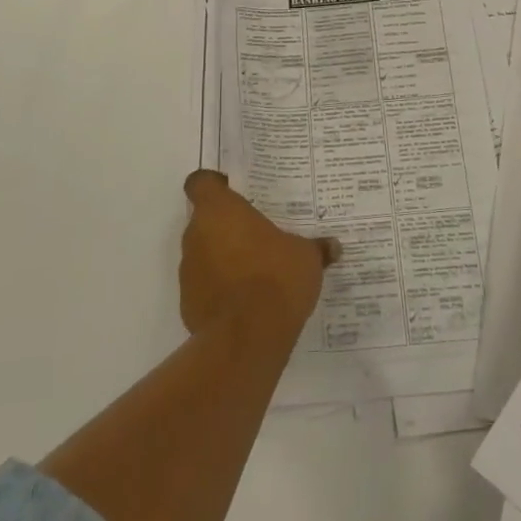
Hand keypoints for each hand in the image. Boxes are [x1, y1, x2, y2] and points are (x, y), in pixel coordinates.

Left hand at [180, 170, 338, 336]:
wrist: (247, 338)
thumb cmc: (276, 278)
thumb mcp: (306, 257)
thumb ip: (315, 248)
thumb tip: (333, 246)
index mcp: (219, 210)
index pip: (200, 183)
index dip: (214, 185)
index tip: (233, 191)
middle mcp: (196, 234)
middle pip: (204, 220)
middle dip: (227, 226)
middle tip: (257, 234)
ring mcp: (188, 271)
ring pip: (204, 254)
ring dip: (223, 258)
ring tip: (255, 271)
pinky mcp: (188, 304)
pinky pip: (205, 286)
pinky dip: (220, 289)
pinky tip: (246, 302)